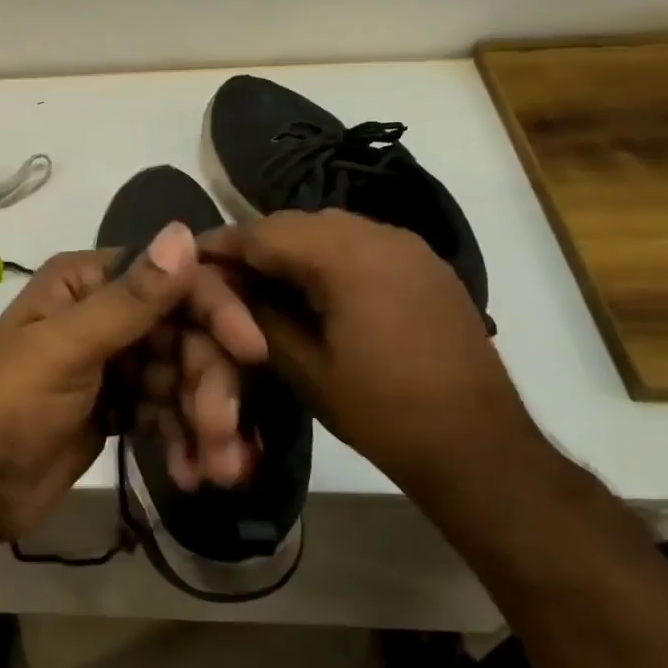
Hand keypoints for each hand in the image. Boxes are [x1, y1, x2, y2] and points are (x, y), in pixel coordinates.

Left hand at [0, 222, 266, 550]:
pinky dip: (184, 439)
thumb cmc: (8, 405)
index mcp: (86, 282)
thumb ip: (131, 299)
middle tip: (223, 434)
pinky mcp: (119, 405)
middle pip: (184, 333)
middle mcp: (104, 312)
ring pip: (182, 377)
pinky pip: (167, 411)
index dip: (216, 310)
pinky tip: (192, 473)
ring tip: (218, 470)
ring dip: (204, 421)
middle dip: (209, 384)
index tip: (252, 352)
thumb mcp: (66, 349)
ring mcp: (114, 361)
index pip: (171, 280)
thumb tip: (184, 232)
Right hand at [199, 209, 538, 488]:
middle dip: (256, 244)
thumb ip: (259, 315)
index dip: (222, 243)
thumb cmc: (382, 411)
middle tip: (224, 275)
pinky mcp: (426, 265)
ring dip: (292, 248)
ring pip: (331, 228)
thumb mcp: (303, 367)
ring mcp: (409, 247)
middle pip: (297, 222)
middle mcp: (380, 235)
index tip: (189, 258)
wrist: (478, 445)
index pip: (264, 231)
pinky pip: (362, 243)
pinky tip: (314, 289)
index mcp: (347, 257)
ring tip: (264, 282)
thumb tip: (226, 285)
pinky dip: (328, 256)